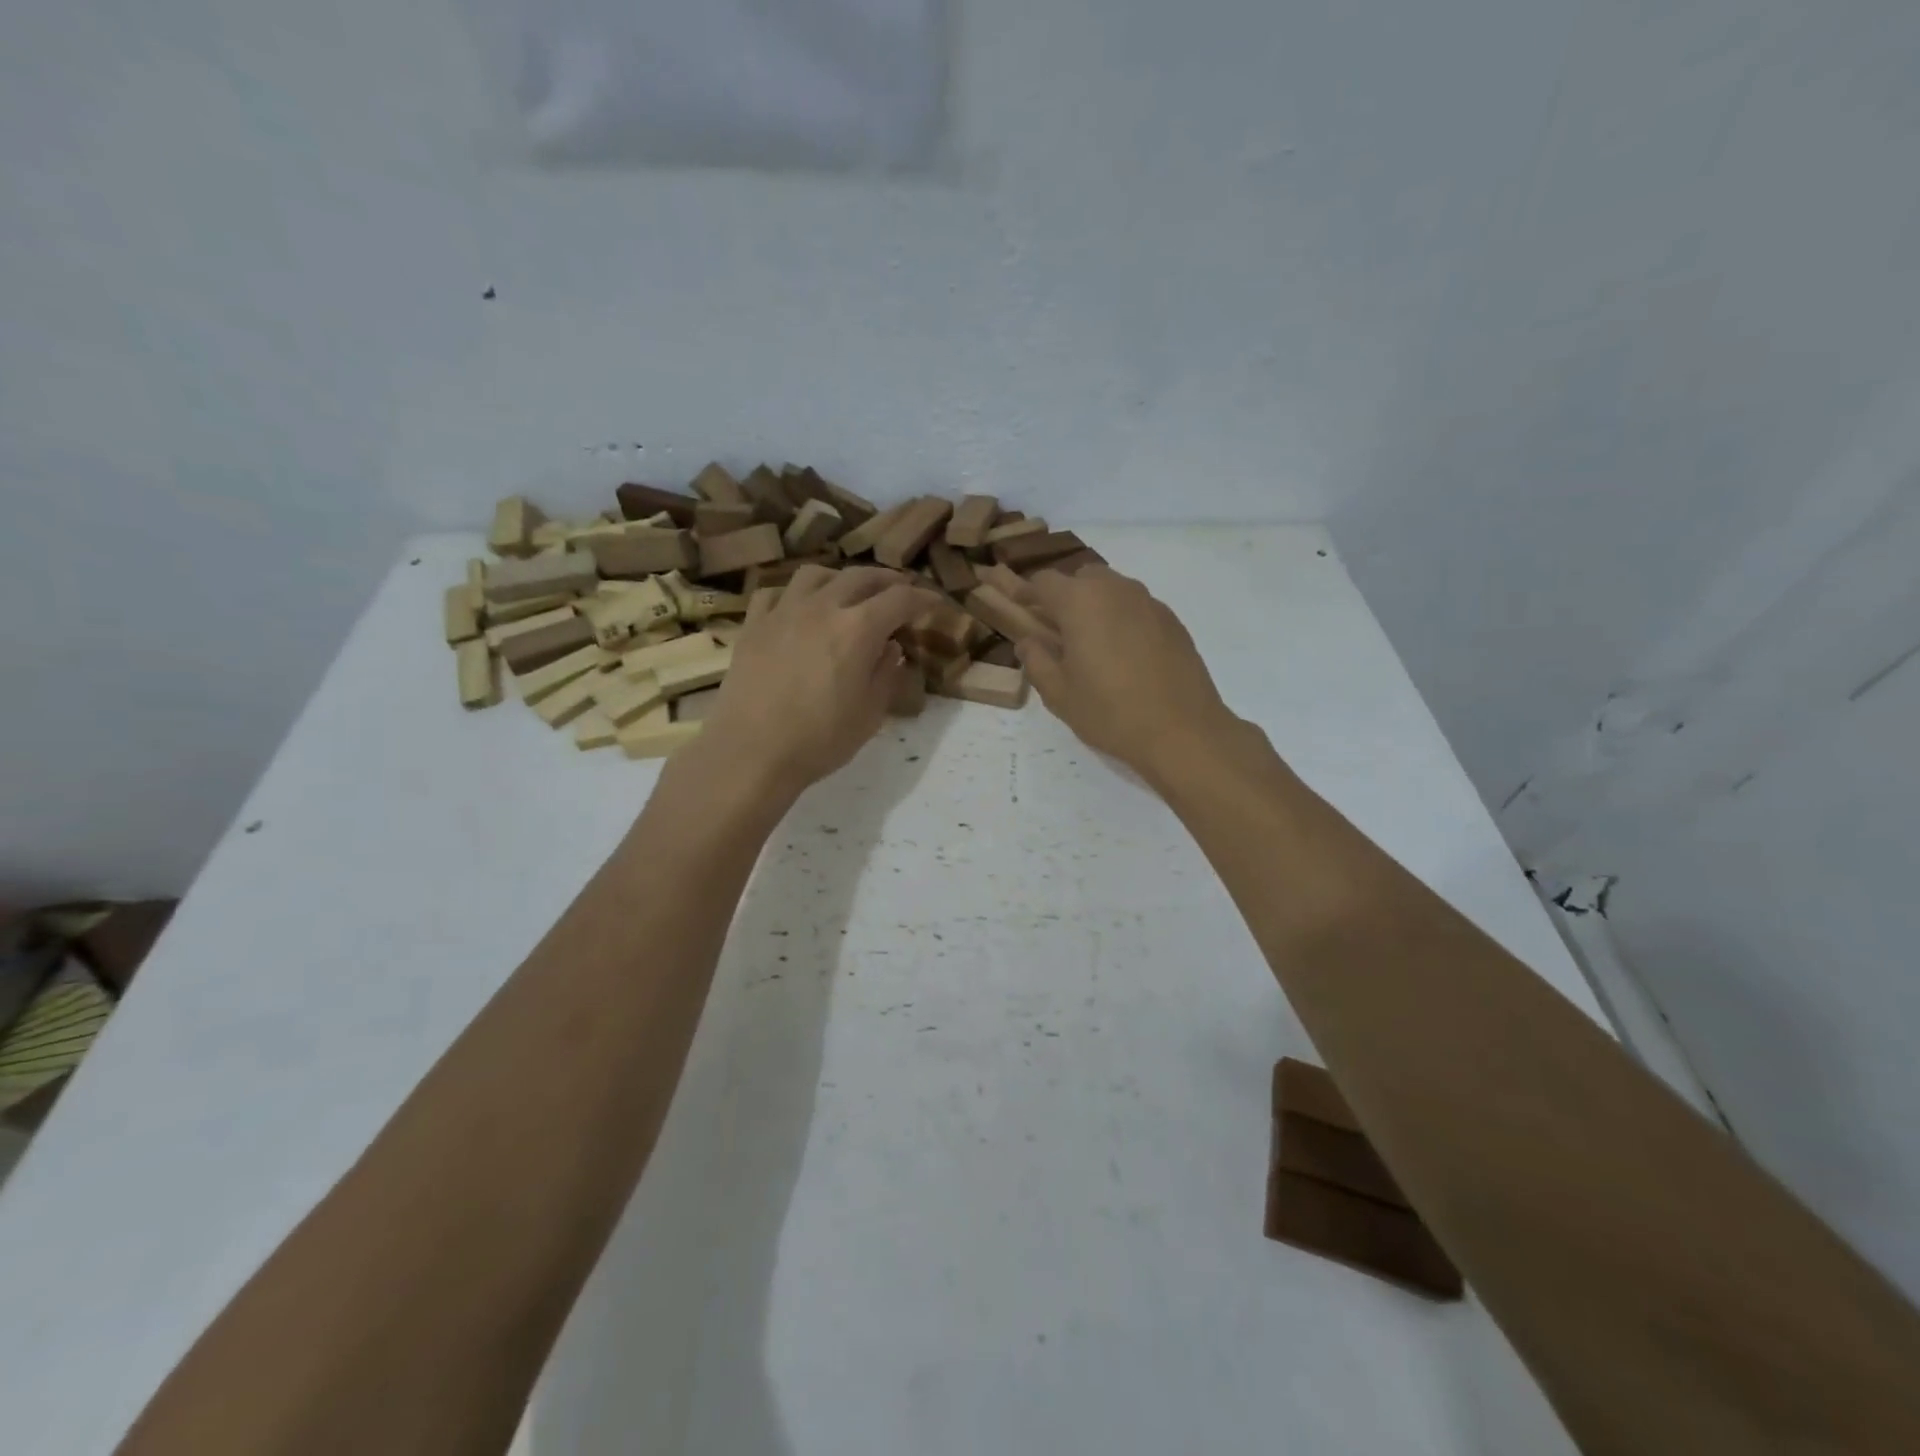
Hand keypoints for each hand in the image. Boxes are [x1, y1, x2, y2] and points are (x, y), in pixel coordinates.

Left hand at [700, 566, 941, 795]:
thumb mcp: (870, 714)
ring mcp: (783, 612)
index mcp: (858, 629)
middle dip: (887, 580)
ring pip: (815, 574)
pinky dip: (796, 594)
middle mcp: (822, 607)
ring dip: (840, 578)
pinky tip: (799, 608)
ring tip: (848, 592)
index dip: (923, 598)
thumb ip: (886, 674)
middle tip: (900, 590)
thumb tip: (890, 648)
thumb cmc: (819, 739)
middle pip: (860, 576)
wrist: (751, 752)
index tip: (935, 603)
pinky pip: (776, 592)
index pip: (900, 599)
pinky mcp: (754, 625)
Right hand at [1000, 565, 1240, 781]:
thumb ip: (1036, 660)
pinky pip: (1137, 608)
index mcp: (1081, 602)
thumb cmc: (1110, 712)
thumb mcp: (1059, 693)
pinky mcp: (1172, 621)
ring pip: (1113, 590)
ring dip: (1095, 606)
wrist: (1182, 731)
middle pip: (1081, 578)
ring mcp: (1149, 602)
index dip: (1027, 592)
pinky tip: (1124, 656)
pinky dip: (1122, 620)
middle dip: (1065, 597)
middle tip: (1057, 631)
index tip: (1018, 607)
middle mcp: (1116, 590)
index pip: (1044, 581)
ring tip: (1092, 645)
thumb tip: (1028, 641)